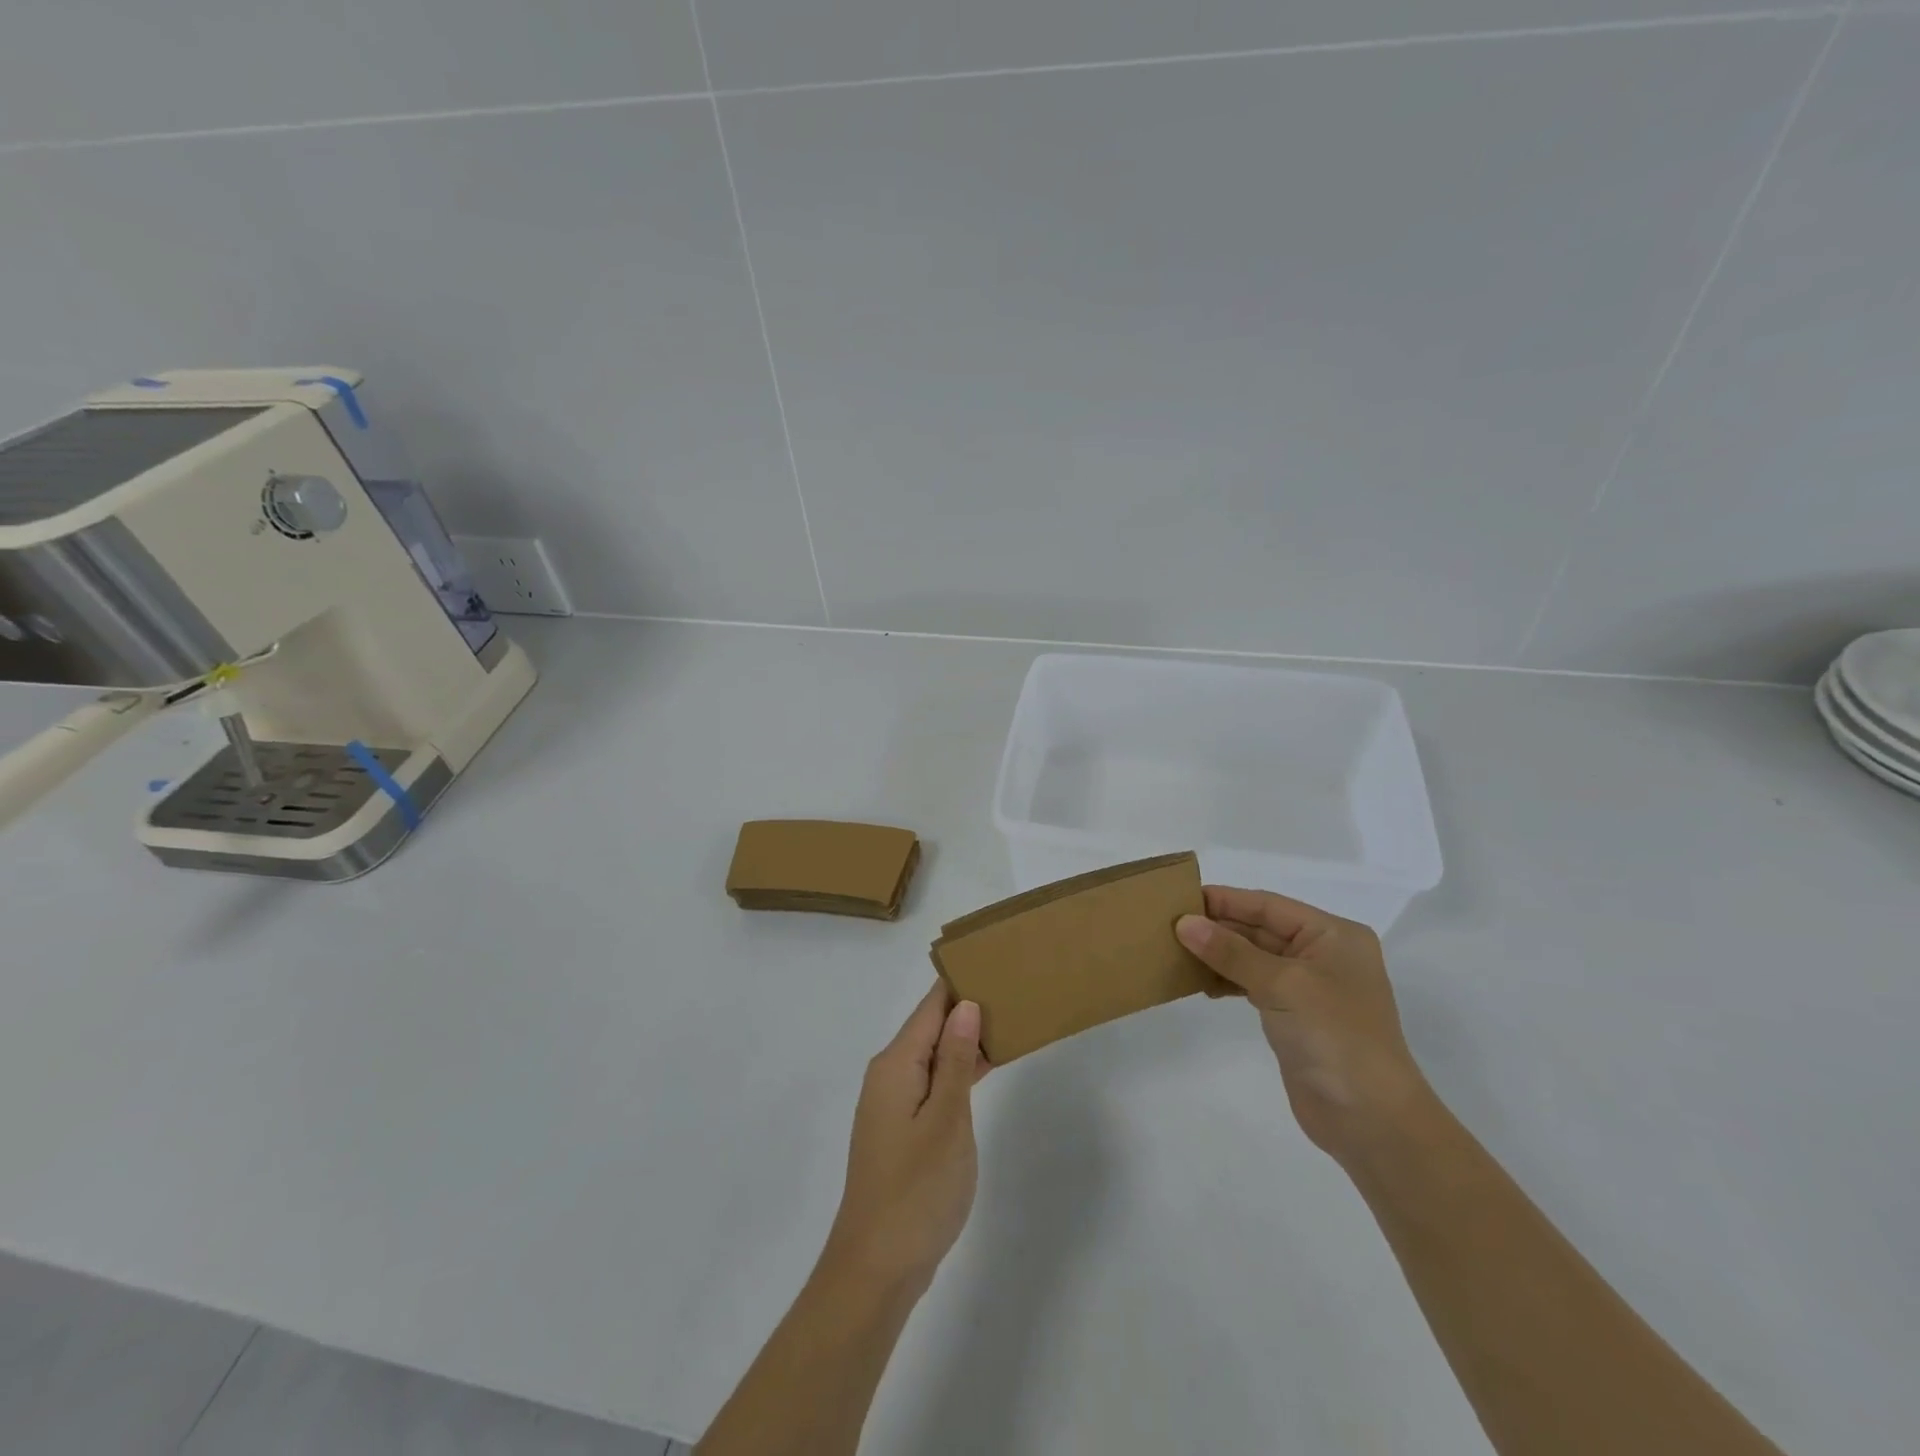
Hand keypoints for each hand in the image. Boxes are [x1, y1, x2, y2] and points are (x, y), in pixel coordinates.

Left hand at [824, 985, 984, 1296]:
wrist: (876, 1268)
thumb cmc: (915, 1190)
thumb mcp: (945, 1120)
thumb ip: (954, 1061)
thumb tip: (965, 1006)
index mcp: (895, 1064)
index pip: (930, 1006)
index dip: (960, 981)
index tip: (993, 959)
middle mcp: (889, 1074)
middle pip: (931, 1026)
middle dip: (968, 1007)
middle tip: (1014, 987)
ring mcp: (894, 1103)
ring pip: (933, 1055)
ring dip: (965, 1039)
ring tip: (1009, 1018)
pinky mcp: (902, 1128)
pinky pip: (933, 1082)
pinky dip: (958, 1071)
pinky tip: (985, 1068)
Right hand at [1177, 886, 1432, 1163]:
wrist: (1370, 1119)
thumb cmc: (1334, 1035)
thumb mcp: (1281, 984)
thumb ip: (1231, 951)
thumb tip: (1184, 922)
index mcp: (1333, 935)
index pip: (1268, 906)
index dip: (1225, 900)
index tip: (1180, 897)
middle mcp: (1323, 954)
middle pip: (1260, 929)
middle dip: (1218, 927)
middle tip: (1169, 925)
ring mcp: (1309, 988)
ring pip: (1253, 958)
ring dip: (1218, 955)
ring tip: (1176, 952)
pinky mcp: (1295, 1017)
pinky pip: (1253, 985)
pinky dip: (1227, 981)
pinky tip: (1200, 984)